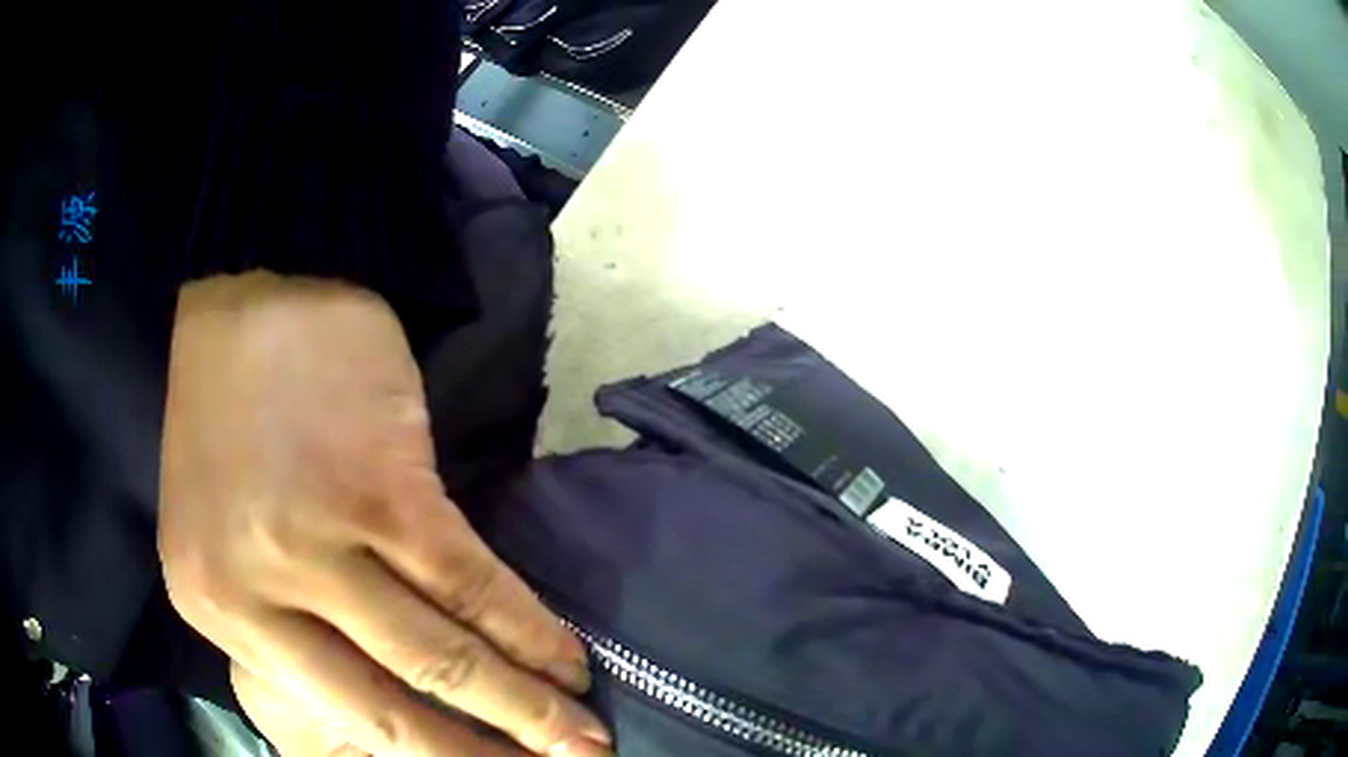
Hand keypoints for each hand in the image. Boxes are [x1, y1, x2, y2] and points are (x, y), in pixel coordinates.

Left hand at [159, 272, 610, 756]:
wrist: (246, 294)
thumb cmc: (227, 417)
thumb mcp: (222, 537)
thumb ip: (286, 621)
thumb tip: (373, 686)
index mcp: (217, 608)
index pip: (336, 717)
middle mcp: (260, 592)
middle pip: (394, 708)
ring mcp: (321, 543)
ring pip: (445, 658)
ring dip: (526, 708)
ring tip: (582, 741)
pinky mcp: (385, 491)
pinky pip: (473, 588)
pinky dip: (530, 633)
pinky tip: (568, 662)